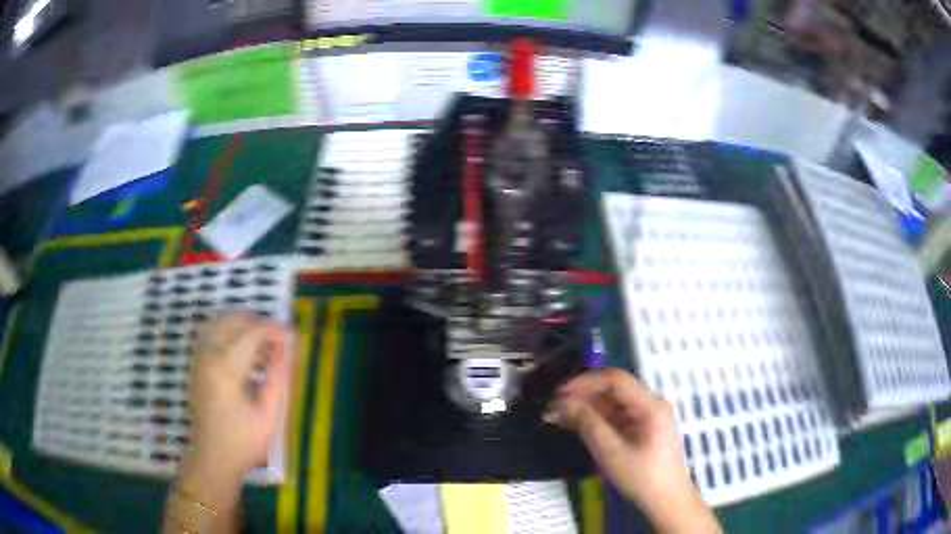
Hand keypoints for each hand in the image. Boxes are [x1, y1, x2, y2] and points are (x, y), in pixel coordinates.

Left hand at [187, 313, 292, 481]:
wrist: (213, 457)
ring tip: (263, 344)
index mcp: (226, 369)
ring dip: (244, 325)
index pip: (253, 332)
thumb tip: (288, 348)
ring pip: (221, 321)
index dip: (276, 330)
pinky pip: (212, 333)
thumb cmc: (244, 442)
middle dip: (260, 324)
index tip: (294, 337)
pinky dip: (230, 332)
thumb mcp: (270, 415)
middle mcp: (209, 355)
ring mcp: (199, 358)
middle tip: (279, 341)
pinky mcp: (196, 363)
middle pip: (235, 320)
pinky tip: (244, 351)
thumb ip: (279, 377)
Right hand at [545, 368, 718, 532]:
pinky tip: (574, 424)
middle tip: (553, 406)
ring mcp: (646, 415)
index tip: (559, 392)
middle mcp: (650, 404)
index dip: (585, 381)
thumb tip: (563, 403)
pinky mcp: (641, 427)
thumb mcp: (611, 453)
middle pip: (613, 389)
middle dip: (583, 394)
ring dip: (586, 407)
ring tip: (558, 415)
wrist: (666, 500)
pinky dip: (595, 418)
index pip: (615, 379)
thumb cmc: (642, 478)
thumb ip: (587, 424)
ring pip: (612, 402)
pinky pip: (615, 415)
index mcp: (650, 405)